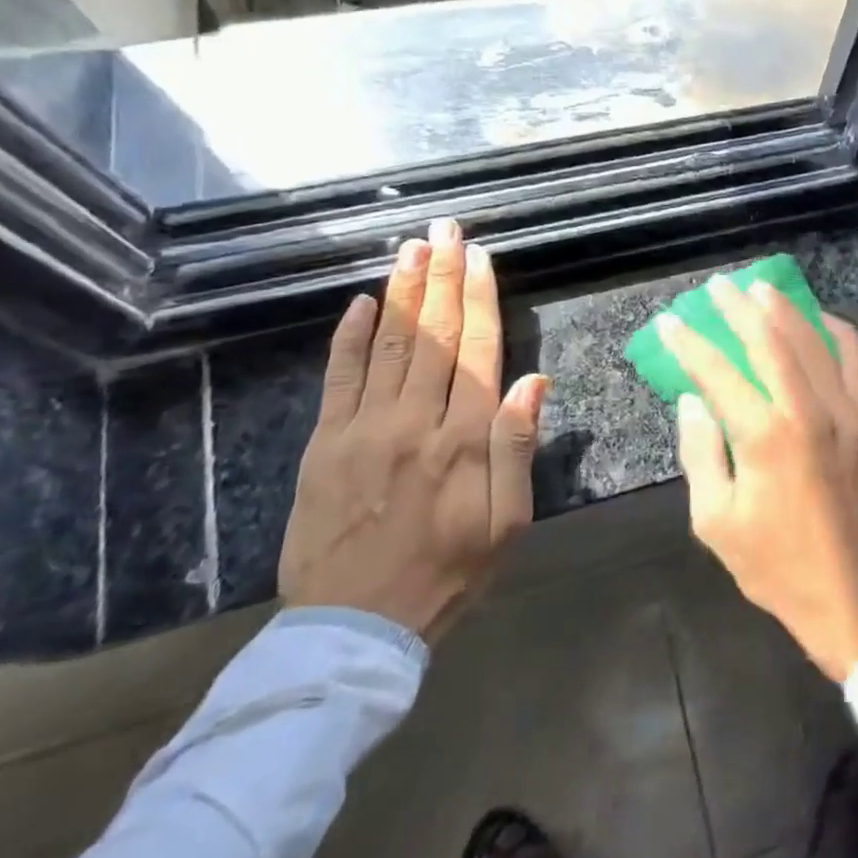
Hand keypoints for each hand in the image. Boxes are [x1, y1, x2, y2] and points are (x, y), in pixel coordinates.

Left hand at [279, 219, 549, 641]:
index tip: (480, 256)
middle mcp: (414, 422)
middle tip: (445, 230)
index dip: (481, 299)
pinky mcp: (323, 446)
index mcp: (465, 439)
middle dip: (442, 277)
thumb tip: (534, 381)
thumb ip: (518, 446)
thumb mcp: (509, 520)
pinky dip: (350, 338)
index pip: (479, 351)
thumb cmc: (451, 571)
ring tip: (412, 249)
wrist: (357, 627)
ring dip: (403, 293)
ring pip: (389, 346)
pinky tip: (360, 303)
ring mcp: (362, 430)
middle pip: (434, 336)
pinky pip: (338, 379)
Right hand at [660, 276, 857, 680]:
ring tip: (763, 290)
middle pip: (772, 341)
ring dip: (787, 311)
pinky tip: (822, 321)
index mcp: (766, 437)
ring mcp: (851, 413)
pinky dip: (839, 334)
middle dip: (740, 308)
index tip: (673, 322)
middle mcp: (811, 412)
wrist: (853, 593)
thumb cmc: (776, 564)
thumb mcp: (716, 521)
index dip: (691, 344)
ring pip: (817, 342)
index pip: (719, 373)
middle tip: (720, 286)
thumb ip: (701, 453)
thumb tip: (694, 400)